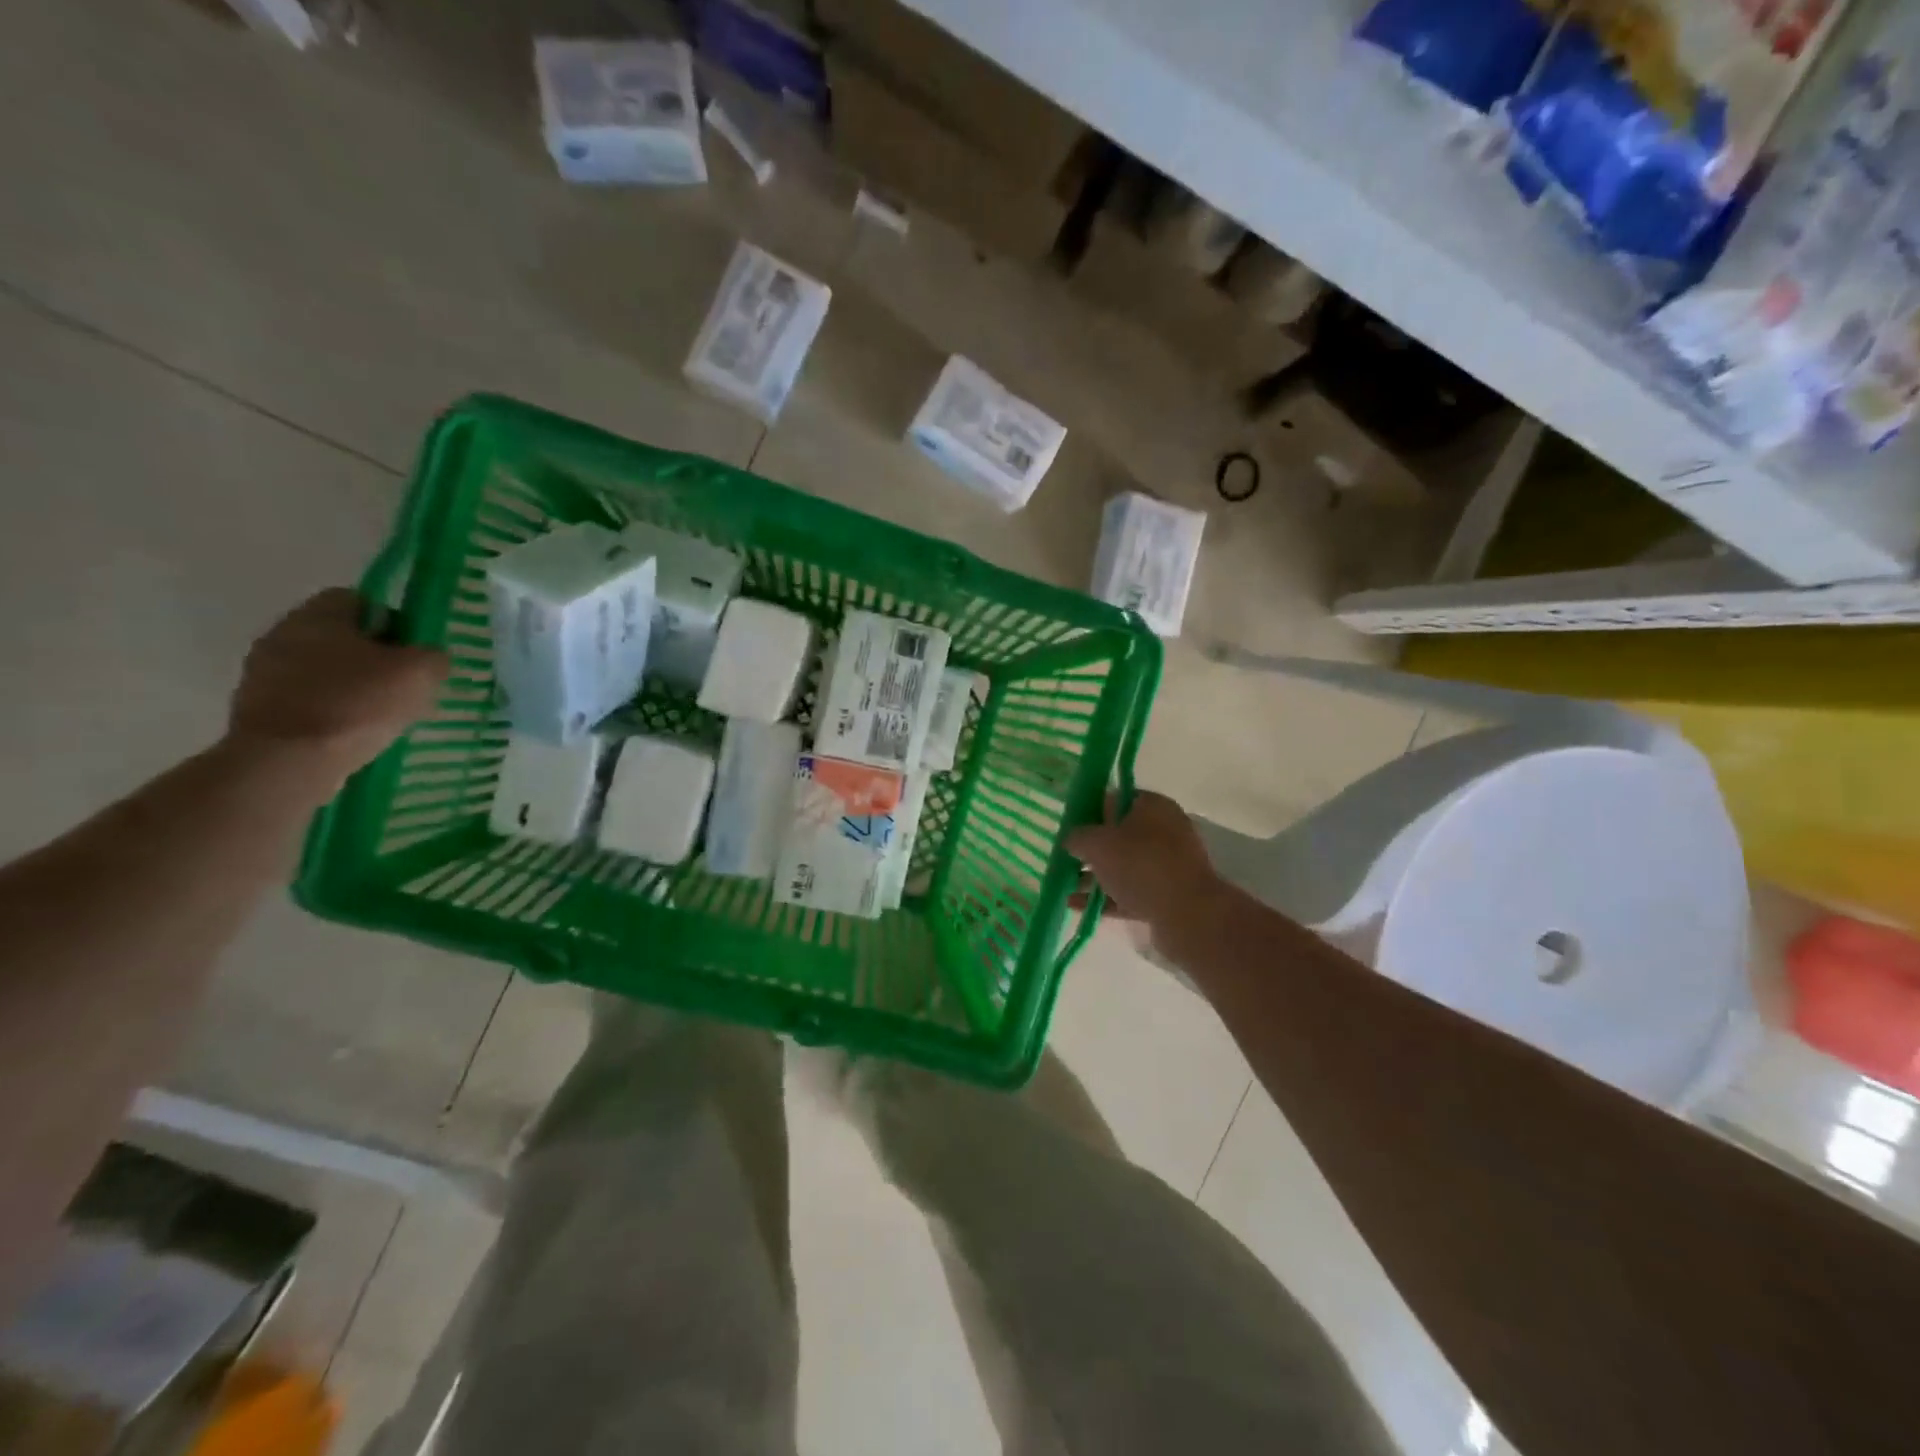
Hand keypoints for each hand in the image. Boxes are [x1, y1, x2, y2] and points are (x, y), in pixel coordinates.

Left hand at [227, 589, 447, 783]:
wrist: (288, 760)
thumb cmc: (357, 704)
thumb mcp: (420, 673)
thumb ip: (433, 656)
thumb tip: (430, 658)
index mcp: (318, 615)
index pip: (360, 600)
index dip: (393, 621)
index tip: (413, 652)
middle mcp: (282, 634)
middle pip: (340, 637)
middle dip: (373, 657)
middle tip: (404, 685)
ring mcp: (262, 673)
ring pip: (324, 670)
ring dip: (352, 686)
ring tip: (383, 715)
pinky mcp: (257, 709)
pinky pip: (307, 700)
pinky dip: (332, 712)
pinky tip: (355, 733)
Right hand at [1067, 792, 1223, 939]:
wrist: (1188, 914)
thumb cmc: (1140, 865)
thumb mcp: (1097, 843)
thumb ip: (1077, 837)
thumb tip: (1071, 838)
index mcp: (1153, 806)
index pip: (1116, 799)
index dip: (1089, 810)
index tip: (1068, 826)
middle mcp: (1165, 831)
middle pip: (1119, 835)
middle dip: (1091, 847)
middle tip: (1065, 856)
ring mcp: (1168, 865)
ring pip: (1124, 866)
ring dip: (1095, 875)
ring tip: (1064, 884)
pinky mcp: (1167, 895)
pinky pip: (1129, 891)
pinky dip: (1105, 897)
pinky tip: (1077, 905)